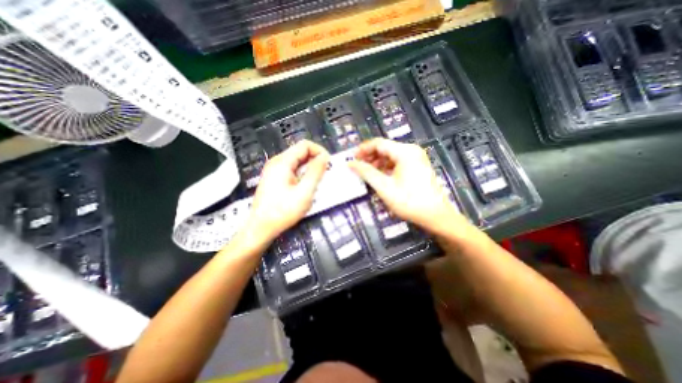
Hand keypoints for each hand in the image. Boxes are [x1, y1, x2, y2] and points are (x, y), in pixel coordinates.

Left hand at [245, 140, 330, 241]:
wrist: (261, 228)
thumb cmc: (283, 211)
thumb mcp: (304, 192)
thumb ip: (316, 172)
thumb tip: (325, 157)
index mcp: (283, 162)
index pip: (305, 145)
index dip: (319, 151)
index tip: (329, 164)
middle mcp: (277, 162)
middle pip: (300, 152)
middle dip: (315, 160)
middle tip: (325, 174)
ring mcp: (274, 170)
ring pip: (297, 162)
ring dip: (310, 168)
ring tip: (317, 182)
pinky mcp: (274, 179)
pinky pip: (292, 170)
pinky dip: (302, 174)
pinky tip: (306, 186)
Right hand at [348, 137, 466, 232]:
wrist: (435, 215)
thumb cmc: (409, 201)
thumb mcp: (384, 187)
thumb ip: (366, 173)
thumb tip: (350, 163)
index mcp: (405, 152)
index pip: (379, 143)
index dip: (363, 149)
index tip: (352, 158)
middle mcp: (411, 150)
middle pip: (385, 148)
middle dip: (370, 156)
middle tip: (358, 167)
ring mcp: (416, 158)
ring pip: (391, 155)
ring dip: (377, 162)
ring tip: (367, 172)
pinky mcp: (418, 166)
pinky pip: (398, 162)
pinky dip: (386, 167)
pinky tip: (380, 176)